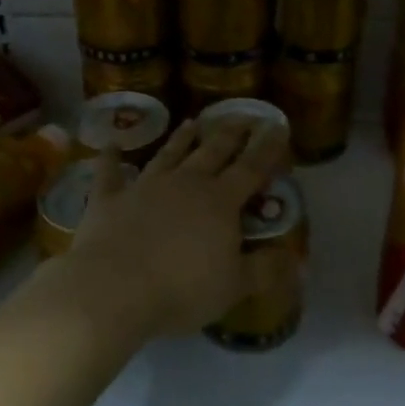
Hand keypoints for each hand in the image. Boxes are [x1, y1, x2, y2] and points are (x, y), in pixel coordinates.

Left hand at [60, 117, 283, 338]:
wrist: (111, 289)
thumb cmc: (181, 289)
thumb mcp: (234, 286)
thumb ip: (265, 270)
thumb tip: (296, 260)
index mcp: (220, 201)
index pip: (251, 168)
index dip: (267, 148)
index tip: (277, 125)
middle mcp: (185, 183)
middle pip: (212, 151)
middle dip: (230, 133)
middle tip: (241, 116)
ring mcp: (144, 187)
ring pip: (168, 155)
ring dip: (181, 139)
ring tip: (193, 122)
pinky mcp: (108, 199)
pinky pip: (109, 173)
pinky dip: (110, 158)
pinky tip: (110, 145)